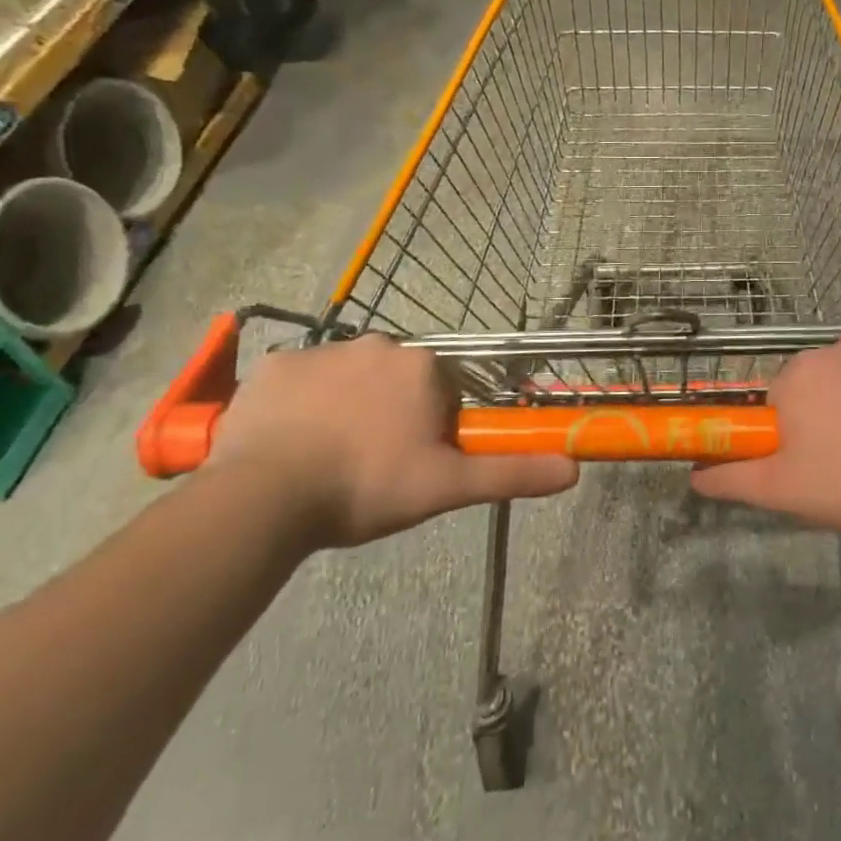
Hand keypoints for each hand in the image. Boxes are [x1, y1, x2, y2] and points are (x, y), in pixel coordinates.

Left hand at [209, 336, 578, 547]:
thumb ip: (511, 473)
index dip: (430, 428)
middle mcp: (377, 344)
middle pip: (394, 381)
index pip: (440, 391)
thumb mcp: (447, 487)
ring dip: (345, 407)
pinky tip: (289, 441)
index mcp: (422, 366)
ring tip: (325, 459)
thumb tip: (573, 470)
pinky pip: (298, 380)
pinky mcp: (274, 364)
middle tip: (370, 465)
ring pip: (347, 378)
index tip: (410, 463)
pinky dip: (300, 404)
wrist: (267, 496)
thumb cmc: (368, 486)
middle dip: (389, 414)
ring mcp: (321, 350)